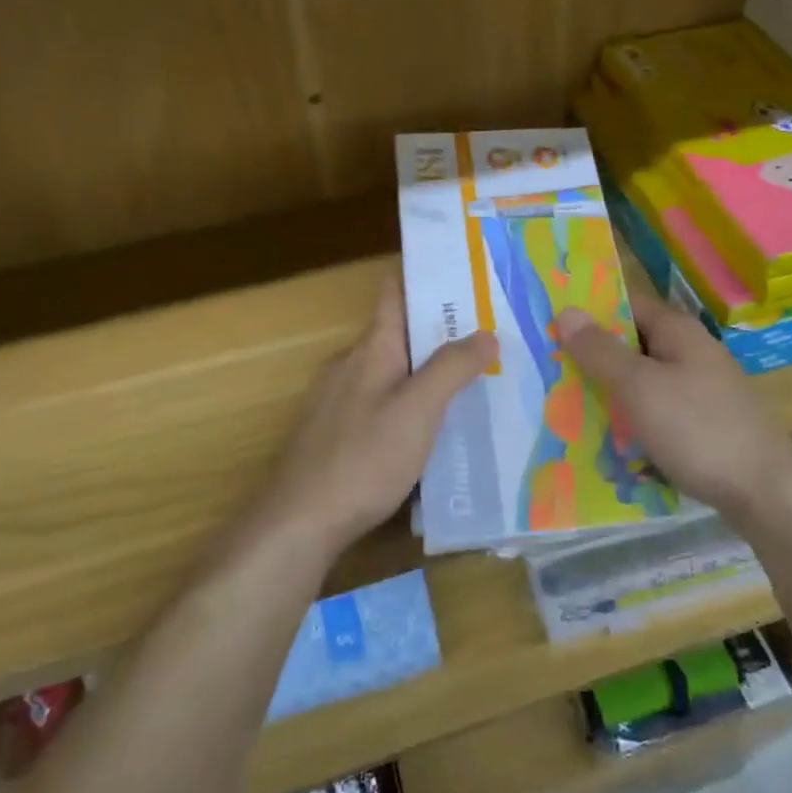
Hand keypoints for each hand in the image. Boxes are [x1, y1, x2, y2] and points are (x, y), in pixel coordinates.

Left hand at [261, 276, 497, 552]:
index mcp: (372, 348)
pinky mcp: (336, 432)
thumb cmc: (363, 458)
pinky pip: (381, 401)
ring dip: (427, 369)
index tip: (464, 270)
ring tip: (473, 378)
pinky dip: (410, 401)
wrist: (300, 522)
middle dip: (441, 328)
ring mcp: (339, 399)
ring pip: (391, 370)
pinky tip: (434, 427)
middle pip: (399, 332)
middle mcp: (351, 364)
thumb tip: (486, 333)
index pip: (394, 292)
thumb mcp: (418, 410)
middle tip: (491, 332)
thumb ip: (452, 368)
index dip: (424, 275)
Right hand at [556, 291, 791, 520]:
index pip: (626, 304)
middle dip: (594, 357)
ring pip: (644, 380)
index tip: (550, 326)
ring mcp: (701, 388)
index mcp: (678, 332)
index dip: (590, 312)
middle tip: (550, 372)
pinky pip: (658, 410)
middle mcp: (691, 352)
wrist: (764, 492)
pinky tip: (609, 439)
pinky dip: (633, 418)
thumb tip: (567, 311)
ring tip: (568, 407)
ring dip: (611, 391)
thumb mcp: (639, 387)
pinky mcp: (704, 422)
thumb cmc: (696, 429)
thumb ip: (601, 351)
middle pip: (633, 344)